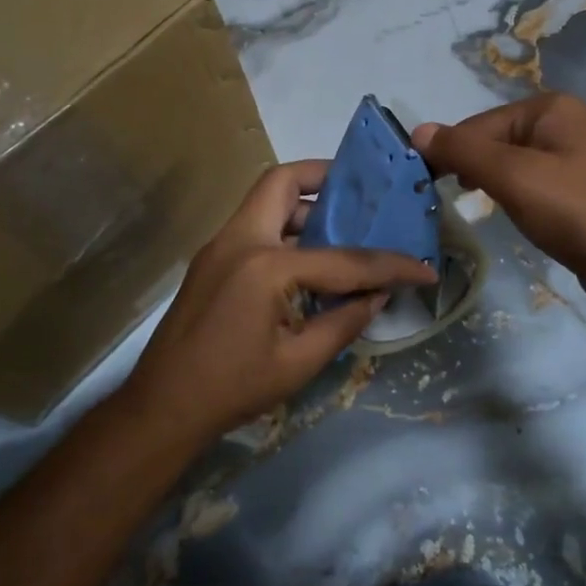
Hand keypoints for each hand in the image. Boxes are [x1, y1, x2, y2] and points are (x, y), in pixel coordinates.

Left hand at [121, 161, 436, 446]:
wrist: (162, 407)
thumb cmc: (232, 389)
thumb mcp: (299, 362)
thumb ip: (344, 320)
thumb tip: (378, 295)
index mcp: (265, 266)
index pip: (342, 258)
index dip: (388, 265)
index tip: (423, 268)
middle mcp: (239, 240)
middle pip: (282, 182)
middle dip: (325, 179)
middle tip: (361, 196)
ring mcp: (219, 246)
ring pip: (265, 200)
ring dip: (303, 205)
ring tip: (341, 227)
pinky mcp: (211, 260)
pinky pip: (255, 226)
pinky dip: (285, 229)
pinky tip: (309, 258)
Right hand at [412, 93, 585, 318]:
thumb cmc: (579, 213)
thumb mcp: (515, 178)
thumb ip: (465, 151)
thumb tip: (418, 130)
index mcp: (552, 108)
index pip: (479, 124)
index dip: (450, 153)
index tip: (426, 186)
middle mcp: (567, 122)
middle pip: (496, 139)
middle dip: (471, 167)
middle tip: (448, 200)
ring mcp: (579, 154)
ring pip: (514, 162)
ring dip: (491, 182)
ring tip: (474, 206)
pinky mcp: (583, 187)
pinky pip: (534, 181)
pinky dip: (515, 195)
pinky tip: (510, 213)